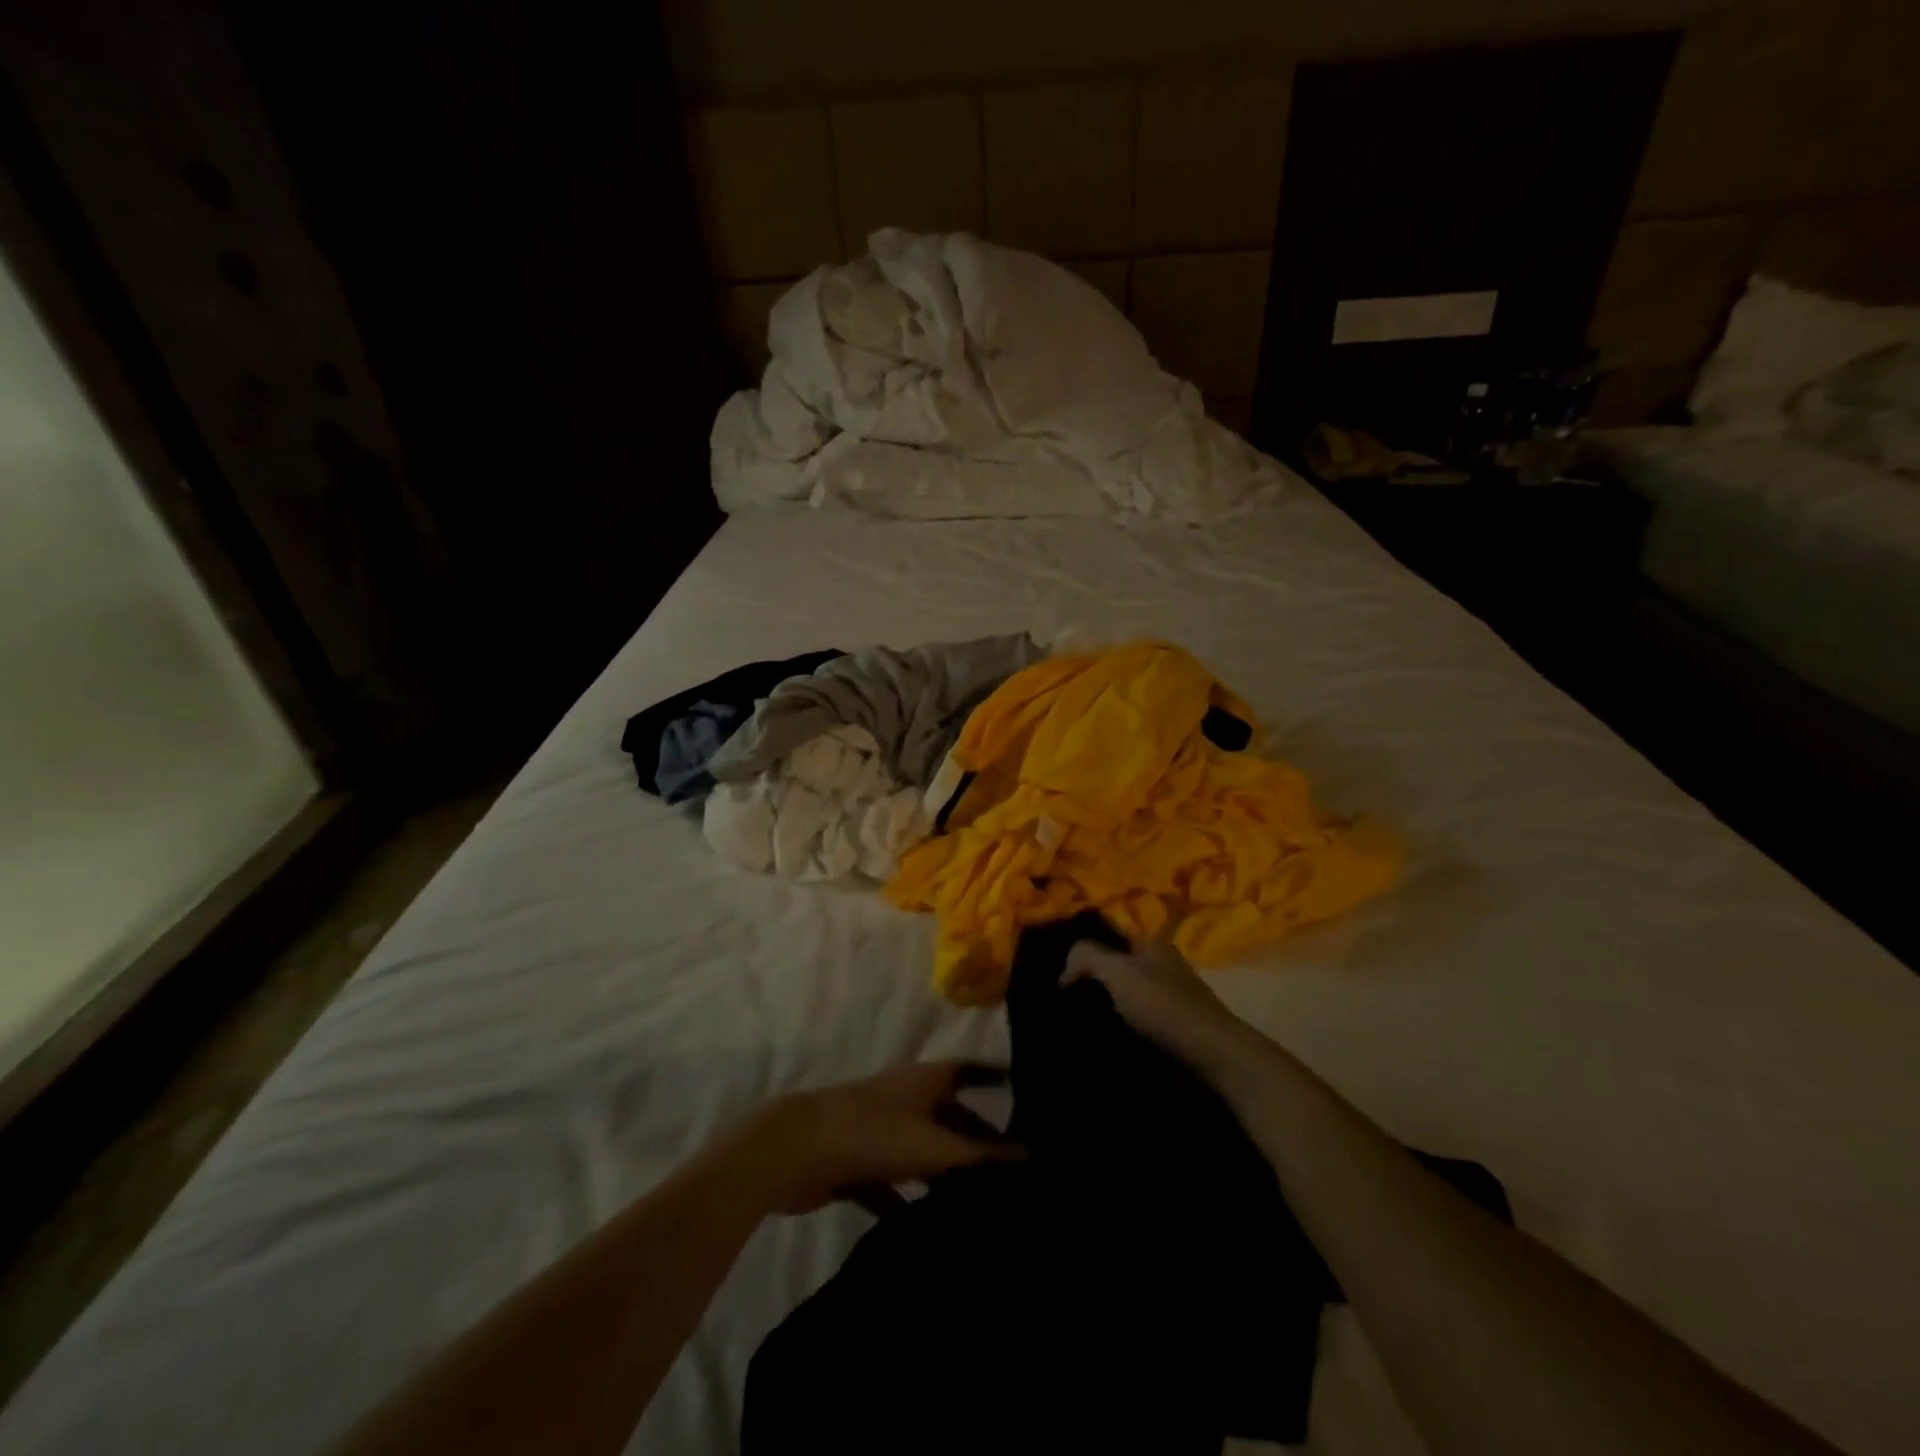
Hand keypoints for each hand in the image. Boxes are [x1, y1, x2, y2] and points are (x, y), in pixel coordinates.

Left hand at [743, 1062, 1022, 1214]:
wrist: (797, 1152)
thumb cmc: (874, 1134)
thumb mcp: (934, 1146)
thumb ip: (982, 1155)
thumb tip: (1031, 1156)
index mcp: (925, 1080)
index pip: (969, 1071)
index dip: (994, 1077)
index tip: (1023, 1089)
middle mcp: (905, 1098)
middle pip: (949, 1115)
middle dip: (977, 1137)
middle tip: (1011, 1168)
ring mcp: (879, 1129)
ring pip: (922, 1150)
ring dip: (946, 1172)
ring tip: (980, 1201)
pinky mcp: (857, 1163)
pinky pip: (892, 1183)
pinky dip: (909, 1201)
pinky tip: (927, 1230)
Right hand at [1062, 939, 1246, 1065]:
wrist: (1212, 1055)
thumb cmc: (1163, 1005)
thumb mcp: (1118, 971)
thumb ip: (1086, 956)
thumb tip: (1064, 967)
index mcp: (1152, 944)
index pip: (1110, 932)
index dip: (1083, 945)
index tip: (1058, 967)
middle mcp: (1163, 966)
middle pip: (1117, 965)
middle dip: (1092, 979)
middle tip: (1062, 997)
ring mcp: (1171, 998)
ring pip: (1126, 996)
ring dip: (1104, 1007)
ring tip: (1076, 1022)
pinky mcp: (1174, 1029)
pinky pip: (1137, 1021)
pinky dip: (1120, 1028)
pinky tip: (1102, 1039)